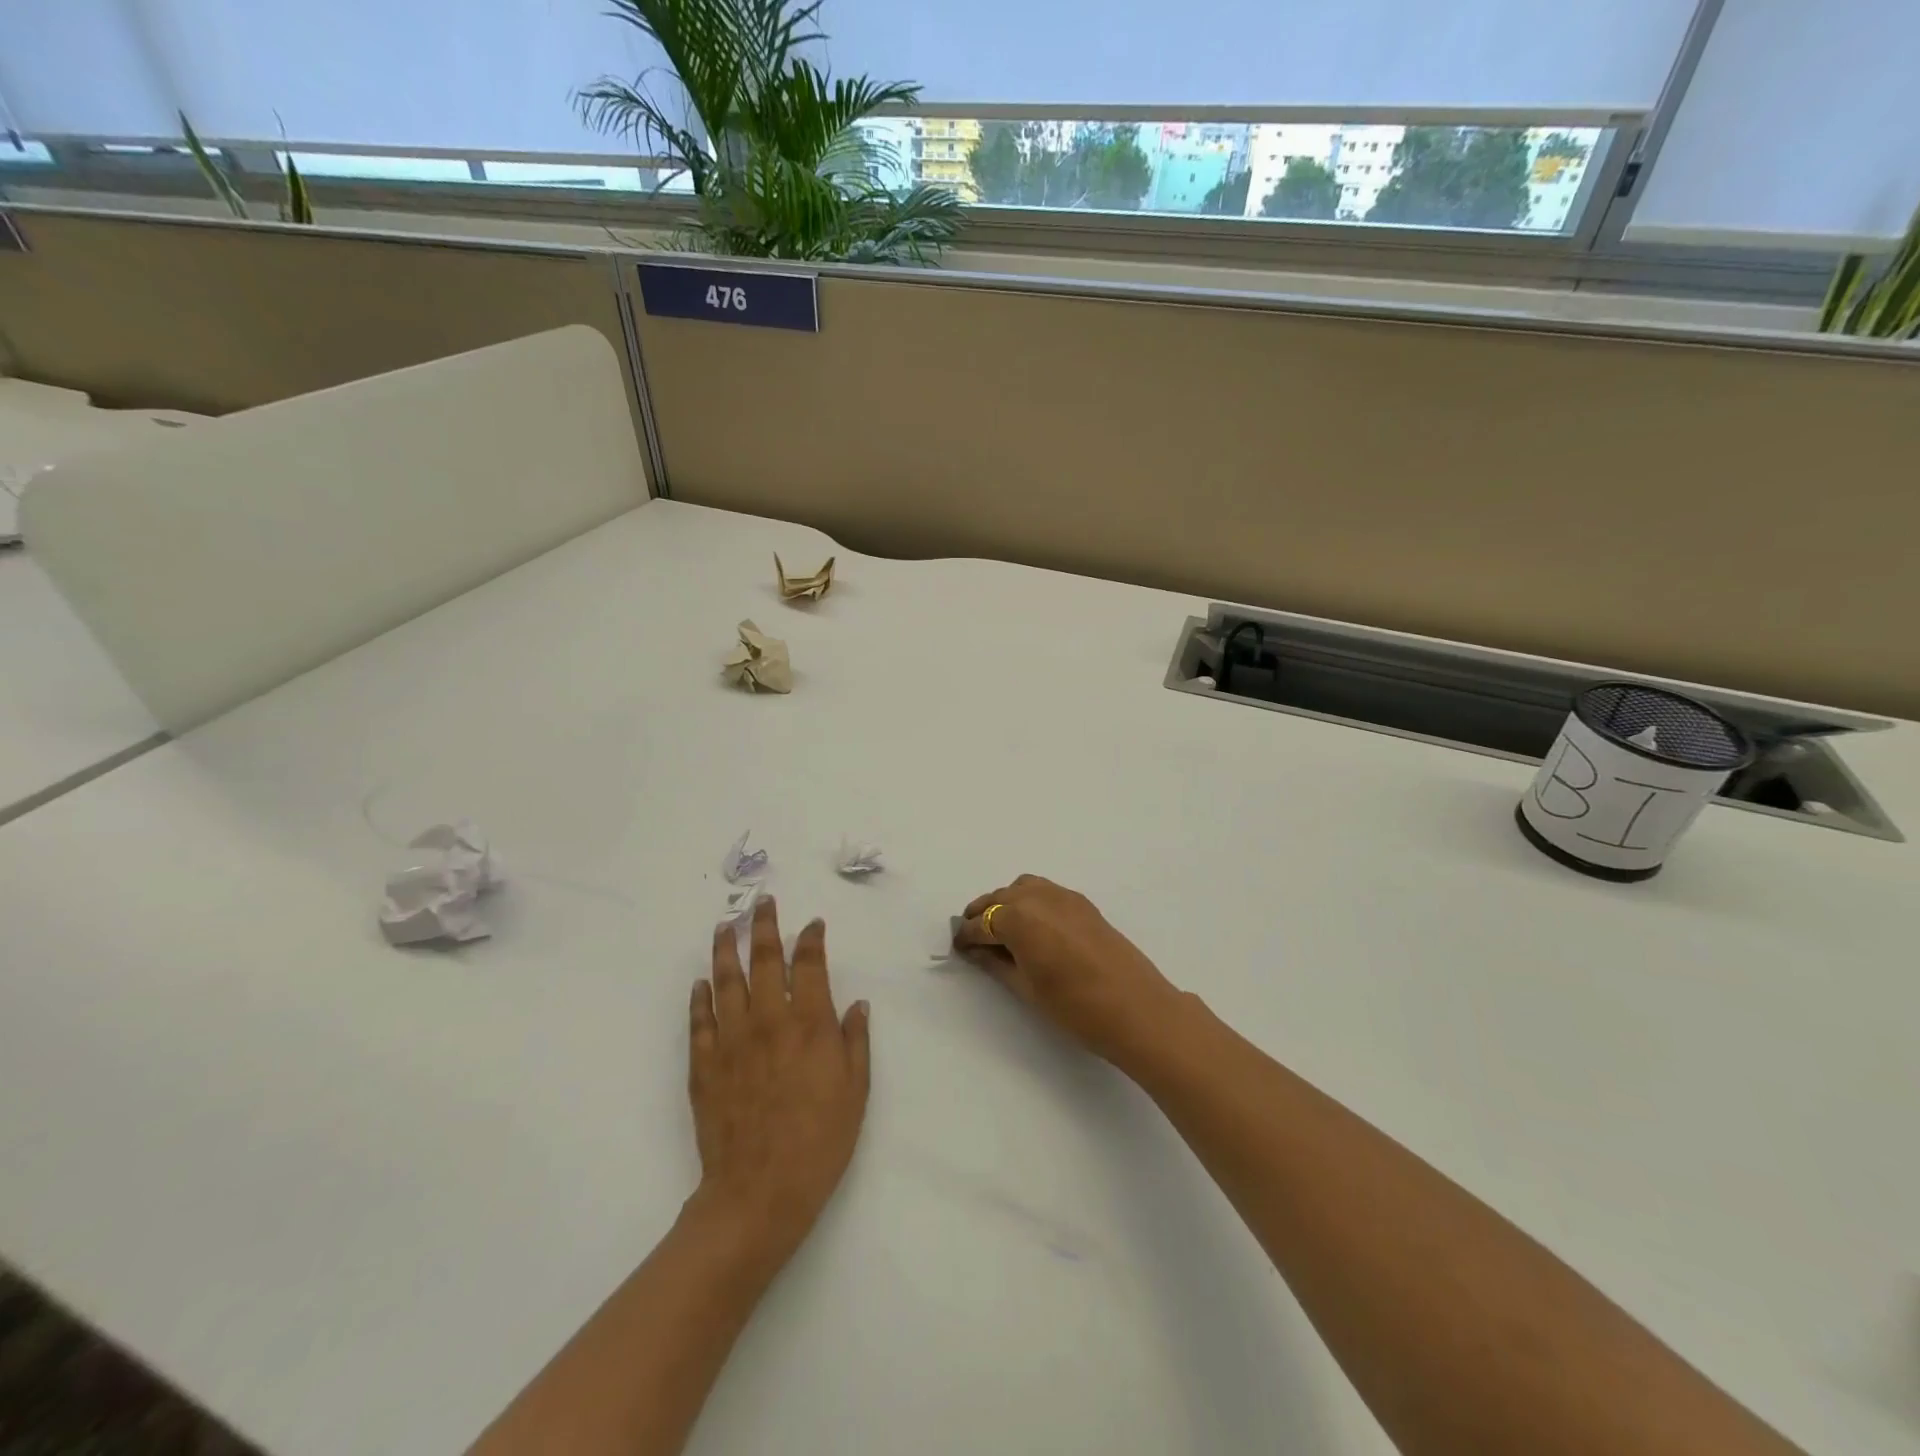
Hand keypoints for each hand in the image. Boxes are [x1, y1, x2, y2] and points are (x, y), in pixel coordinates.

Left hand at [688, 898, 870, 1273]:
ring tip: (725, 926)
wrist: (758, 1193)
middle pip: (764, 959)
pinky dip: (699, 997)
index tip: (812, 924)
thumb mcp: (855, 1092)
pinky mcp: (704, 1065)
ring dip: (725, 949)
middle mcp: (768, 1020)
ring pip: (725, 980)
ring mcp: (731, 1040)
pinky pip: (699, 1020)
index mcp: (809, 1023)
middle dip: (764, 926)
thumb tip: (857, 1004)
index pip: (809, 964)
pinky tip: (700, 983)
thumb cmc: (819, 1142)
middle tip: (762, 902)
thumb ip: (855, 1042)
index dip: (811, 938)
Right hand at [954, 875, 1184, 1065]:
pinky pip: (1045, 891)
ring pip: (1022, 888)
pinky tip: (1032, 926)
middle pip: (999, 899)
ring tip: (1001, 930)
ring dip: (1006, 903)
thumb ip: (997, 963)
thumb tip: (977, 950)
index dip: (967, 936)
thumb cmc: (1075, 1007)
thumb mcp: (1027, 988)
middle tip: (974, 938)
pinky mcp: (1083, 903)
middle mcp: (1038, 897)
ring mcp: (1064, 896)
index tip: (957, 946)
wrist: (1137, 1009)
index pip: (982, 923)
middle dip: (983, 915)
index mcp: (1019, 918)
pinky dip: (1030, 901)